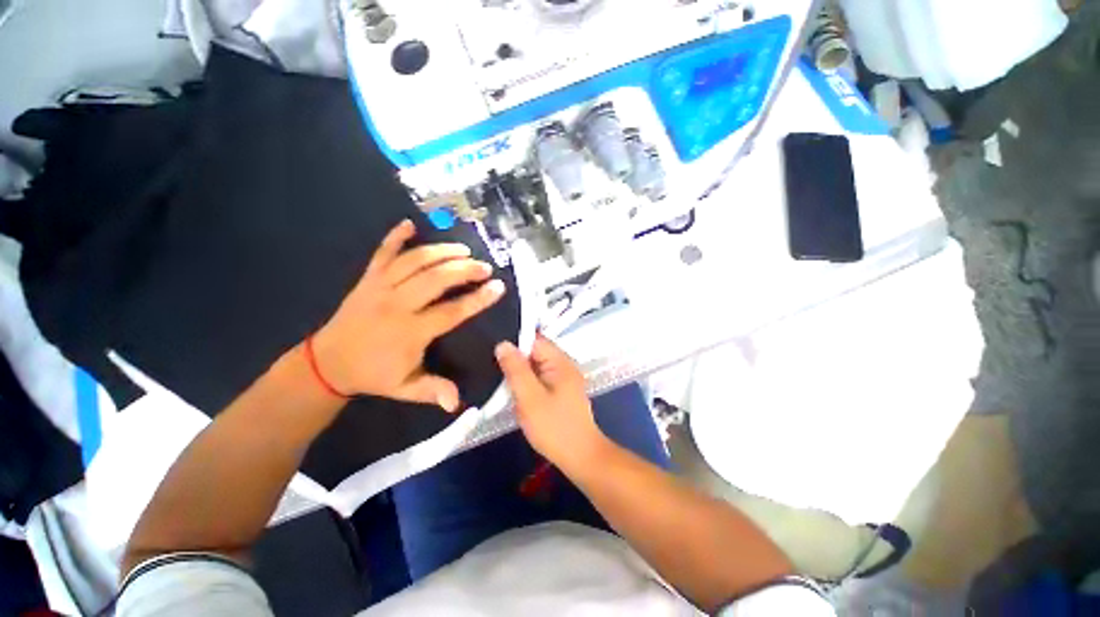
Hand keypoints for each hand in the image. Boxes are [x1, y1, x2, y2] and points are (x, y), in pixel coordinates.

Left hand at [313, 220, 505, 410]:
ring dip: (441, 252)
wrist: (327, 363)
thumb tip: (457, 402)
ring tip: (464, 250)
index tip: (498, 288)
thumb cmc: (373, 375)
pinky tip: (409, 223)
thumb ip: (433, 391)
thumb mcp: (405, 388)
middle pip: (436, 279)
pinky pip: (382, 253)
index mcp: (410, 332)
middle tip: (485, 267)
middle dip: (465, 269)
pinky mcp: (367, 279)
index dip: (478, 299)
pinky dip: (395, 236)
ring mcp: (380, 287)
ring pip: (414, 261)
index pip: (452, 311)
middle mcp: (397, 305)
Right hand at [495, 336, 607, 471]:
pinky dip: (528, 385)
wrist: (580, 457)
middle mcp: (565, 365)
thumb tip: (503, 344)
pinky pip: (541, 379)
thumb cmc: (554, 427)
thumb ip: (515, 369)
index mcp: (560, 361)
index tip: (495, 355)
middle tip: (496, 374)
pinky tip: (518, 396)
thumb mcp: (529, 397)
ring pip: (536, 367)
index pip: (535, 340)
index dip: (515, 344)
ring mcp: (564, 379)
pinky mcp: (562, 392)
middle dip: (516, 361)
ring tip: (503, 385)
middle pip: (535, 353)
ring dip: (521, 375)